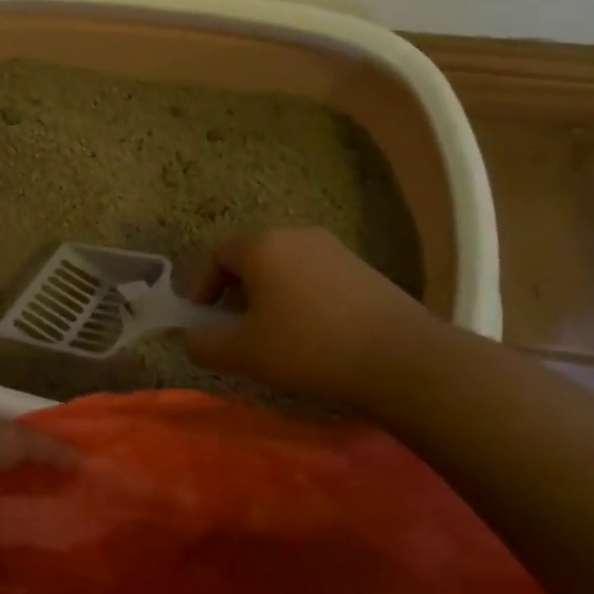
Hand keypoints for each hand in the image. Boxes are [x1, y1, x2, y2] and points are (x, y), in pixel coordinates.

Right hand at [185, 227, 436, 405]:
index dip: (202, 288)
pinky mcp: (362, 267)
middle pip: (250, 259)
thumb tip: (191, 339)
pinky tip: (314, 333)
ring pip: (284, 267)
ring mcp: (333, 248)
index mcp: (261, 245)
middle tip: (237, 329)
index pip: (216, 256)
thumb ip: (204, 345)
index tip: (204, 321)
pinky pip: (314, 276)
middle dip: (236, 292)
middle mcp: (295, 235)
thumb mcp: (244, 353)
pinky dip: (301, 298)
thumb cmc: (309, 347)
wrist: (402, 358)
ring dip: (270, 296)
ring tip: (275, 334)